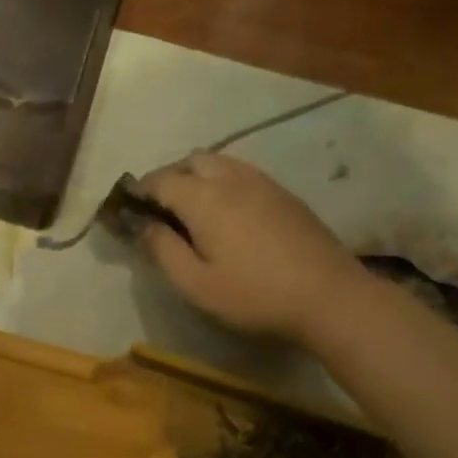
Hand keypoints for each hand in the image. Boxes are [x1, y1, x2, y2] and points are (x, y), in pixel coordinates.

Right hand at [138, 153, 363, 340]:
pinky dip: (222, 183)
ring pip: (221, 163)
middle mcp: (232, 180)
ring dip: (197, 177)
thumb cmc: (252, 294)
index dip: (139, 192)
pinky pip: (243, 174)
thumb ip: (162, 250)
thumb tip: (142, 226)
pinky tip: (225, 215)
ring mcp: (264, 184)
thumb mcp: (194, 283)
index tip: (127, 211)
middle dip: (169, 177)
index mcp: (204, 199)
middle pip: (192, 160)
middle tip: (159, 210)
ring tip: (190, 211)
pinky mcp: (285, 195)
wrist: (329, 297)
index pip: (161, 180)